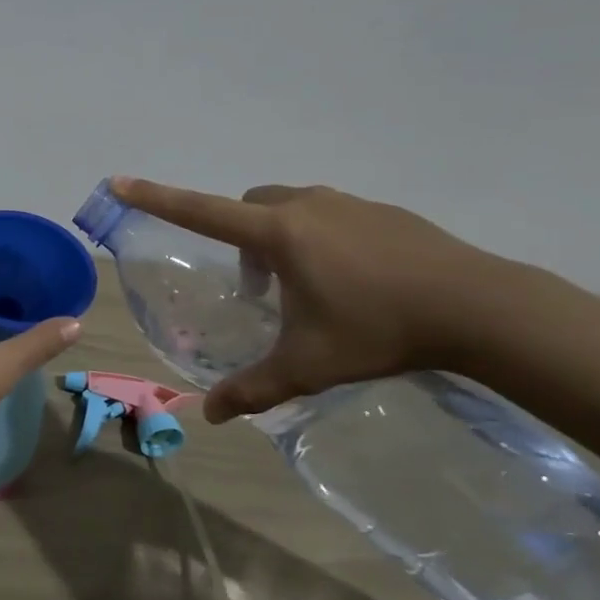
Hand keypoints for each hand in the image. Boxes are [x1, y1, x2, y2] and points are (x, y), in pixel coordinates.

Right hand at [112, 178, 522, 422]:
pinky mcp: (385, 211)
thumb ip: (254, 389)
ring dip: (282, 241)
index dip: (157, 198)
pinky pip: (331, 215)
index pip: (201, 210)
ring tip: (311, 291)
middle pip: (249, 206)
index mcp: (279, 233)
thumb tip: (210, 418)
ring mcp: (350, 203)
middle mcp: (307, 206)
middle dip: (241, 239)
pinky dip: (322, 240)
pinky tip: (356, 284)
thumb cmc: (378, 330)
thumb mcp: (307, 365)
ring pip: (291, 209)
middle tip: (262, 290)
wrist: (479, 307)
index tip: (121, 181)